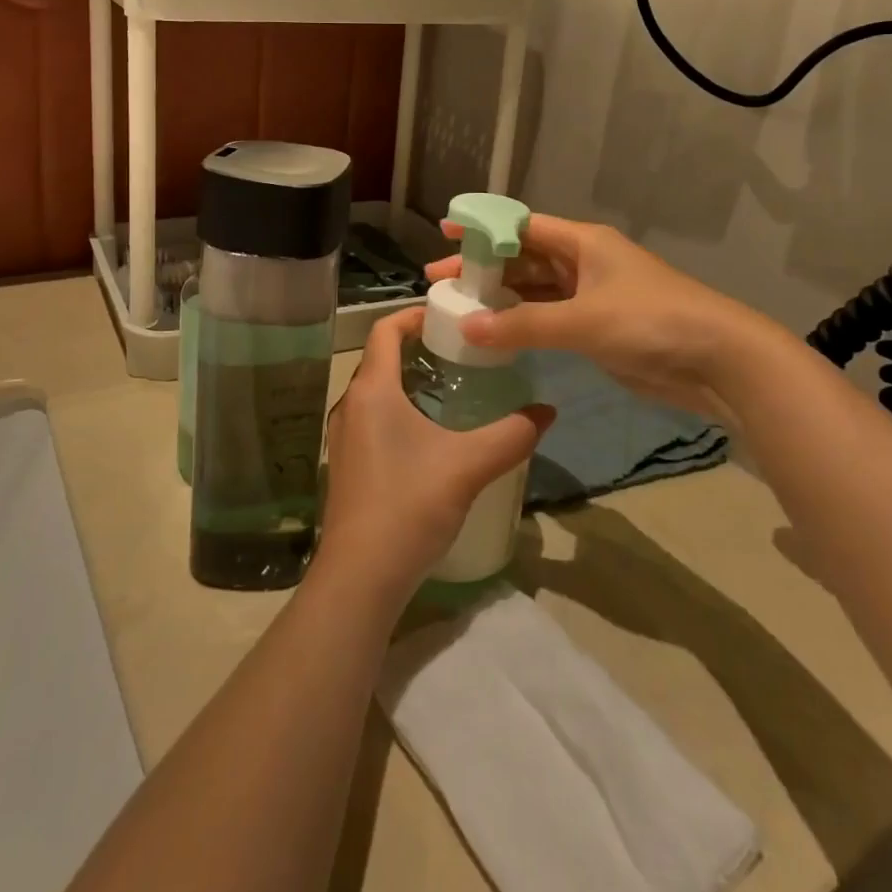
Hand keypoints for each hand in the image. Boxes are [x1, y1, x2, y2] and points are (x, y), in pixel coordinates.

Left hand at [317, 309, 553, 606]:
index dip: (413, 314)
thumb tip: (548, 411)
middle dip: (418, 349)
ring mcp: (343, 437)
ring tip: (452, 390)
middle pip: (381, 359)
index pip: (384, 330)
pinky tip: (430, 438)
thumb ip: (512, 435)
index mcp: (372, 390)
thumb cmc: (409, 506)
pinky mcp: (346, 465)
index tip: (447, 316)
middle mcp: (350, 405)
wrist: (360, 577)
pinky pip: (372, 419)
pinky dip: (398, 411)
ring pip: (376, 391)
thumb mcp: (468, 466)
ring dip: (408, 382)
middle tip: (461, 353)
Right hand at [426, 213, 778, 416]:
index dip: (483, 228)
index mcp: (582, 242)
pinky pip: (549, 319)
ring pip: (535, 291)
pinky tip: (495, 333)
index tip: (444, 232)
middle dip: (484, 269)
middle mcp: (583, 262)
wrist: (718, 360)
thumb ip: (523, 325)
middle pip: (523, 258)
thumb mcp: (583, 320)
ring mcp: (591, 296)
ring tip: (459, 308)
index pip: (521, 226)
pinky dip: (523, 324)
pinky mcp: (598, 328)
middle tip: (440, 282)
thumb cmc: (650, 321)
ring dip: (501, 298)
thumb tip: (467, 326)